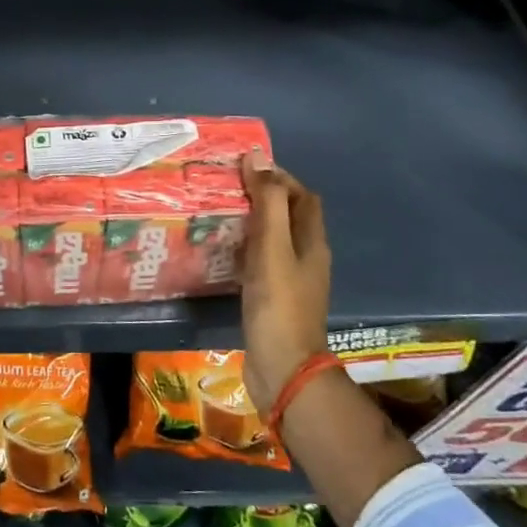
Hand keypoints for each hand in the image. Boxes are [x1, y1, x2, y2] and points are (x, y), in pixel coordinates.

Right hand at [238, 153, 331, 410]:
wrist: (283, 370)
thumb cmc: (279, 305)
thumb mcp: (272, 248)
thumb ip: (267, 203)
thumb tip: (258, 157)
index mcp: (311, 242)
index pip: (301, 196)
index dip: (278, 177)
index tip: (243, 168)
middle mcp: (305, 258)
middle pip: (288, 216)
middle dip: (261, 197)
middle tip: (223, 188)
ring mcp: (289, 281)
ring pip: (271, 240)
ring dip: (249, 223)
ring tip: (215, 213)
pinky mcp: (272, 299)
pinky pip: (258, 262)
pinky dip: (242, 250)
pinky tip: (218, 252)